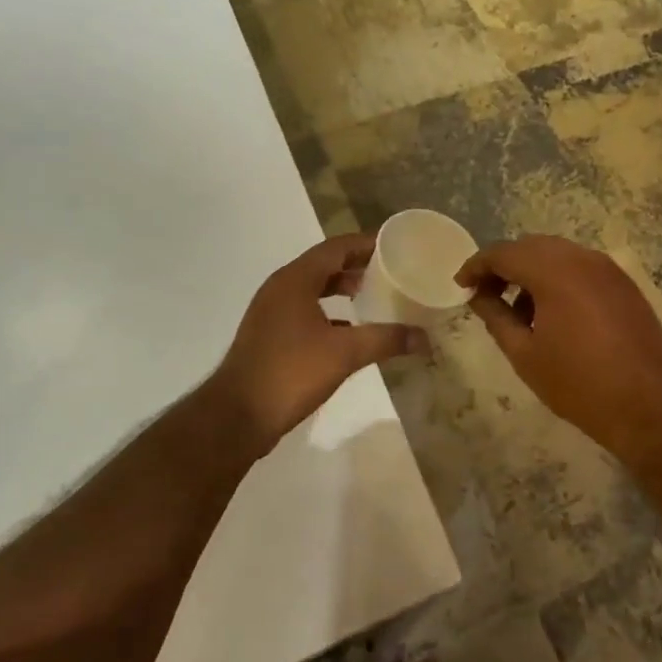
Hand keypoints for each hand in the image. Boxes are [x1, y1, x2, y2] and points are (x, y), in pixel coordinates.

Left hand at [212, 233, 426, 449]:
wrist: (236, 417)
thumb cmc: (290, 373)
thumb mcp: (345, 354)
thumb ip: (386, 339)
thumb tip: (425, 338)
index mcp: (295, 279)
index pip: (336, 247)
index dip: (366, 244)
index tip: (396, 247)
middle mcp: (280, 288)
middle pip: (324, 264)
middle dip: (357, 266)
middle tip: (390, 272)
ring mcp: (271, 312)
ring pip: (313, 288)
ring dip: (342, 289)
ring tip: (373, 297)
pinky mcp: (268, 335)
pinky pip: (304, 310)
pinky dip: (328, 312)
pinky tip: (349, 331)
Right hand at [457, 234, 661, 453]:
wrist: (649, 405)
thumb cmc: (578, 383)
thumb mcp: (525, 354)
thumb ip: (496, 317)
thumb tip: (478, 296)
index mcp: (553, 271)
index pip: (503, 253)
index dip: (477, 266)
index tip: (461, 286)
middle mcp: (581, 258)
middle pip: (531, 246)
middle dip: (504, 266)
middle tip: (486, 295)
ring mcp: (607, 268)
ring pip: (557, 254)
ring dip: (532, 271)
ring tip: (519, 310)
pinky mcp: (623, 283)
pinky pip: (581, 267)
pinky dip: (559, 278)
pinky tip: (553, 313)